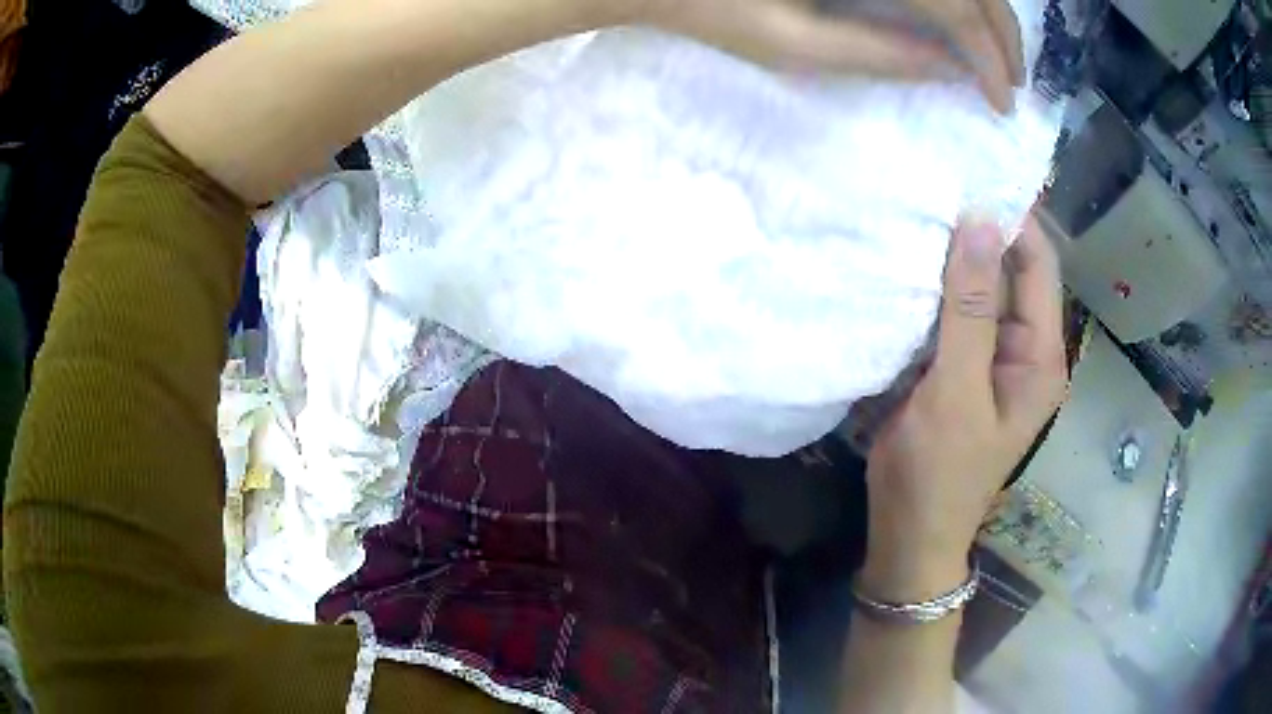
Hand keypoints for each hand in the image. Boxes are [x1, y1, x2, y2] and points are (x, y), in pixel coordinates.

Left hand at [636, 0, 1024, 112]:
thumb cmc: (716, 7)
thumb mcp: (793, 44)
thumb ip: (878, 54)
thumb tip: (952, 70)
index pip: (955, 7)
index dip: (989, 56)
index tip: (1001, 101)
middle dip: (1001, 32)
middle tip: (1011, 81)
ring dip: (986, 9)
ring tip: (996, 55)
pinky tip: (962, 16)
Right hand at [858, 216, 1067, 600]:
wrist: (910, 534)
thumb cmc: (938, 473)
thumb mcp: (956, 392)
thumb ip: (969, 309)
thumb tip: (978, 222)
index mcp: (1041, 355)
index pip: (1037, 264)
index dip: (1010, 219)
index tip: (966, 176)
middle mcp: (1026, 349)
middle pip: (1009, 272)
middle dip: (976, 234)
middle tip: (931, 188)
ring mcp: (993, 357)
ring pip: (979, 290)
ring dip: (952, 258)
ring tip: (915, 213)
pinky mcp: (963, 366)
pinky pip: (956, 313)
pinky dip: (936, 288)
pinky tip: (906, 264)